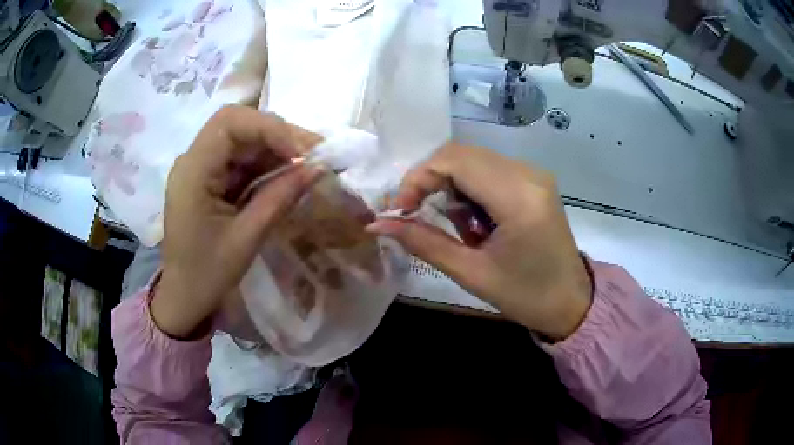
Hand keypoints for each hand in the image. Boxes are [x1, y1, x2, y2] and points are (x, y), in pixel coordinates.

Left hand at [152, 106, 321, 338]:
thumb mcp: (246, 238)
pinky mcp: (208, 178)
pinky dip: (265, 162)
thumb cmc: (208, 274)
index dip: (270, 128)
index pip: (230, 123)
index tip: (302, 154)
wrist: (183, 296)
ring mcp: (200, 167)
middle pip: (237, 124)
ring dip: (275, 147)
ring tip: (307, 164)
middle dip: (276, 133)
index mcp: (192, 172)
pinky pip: (240, 158)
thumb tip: (317, 168)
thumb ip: (280, 198)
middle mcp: (193, 160)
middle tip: (312, 152)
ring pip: (242, 138)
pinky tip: (287, 174)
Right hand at [367, 143, 591, 340]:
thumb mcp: (471, 273)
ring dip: (452, 188)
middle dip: (431, 181)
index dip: (418, 178)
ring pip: (473, 160)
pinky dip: (470, 190)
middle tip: (418, 215)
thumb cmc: (525, 295)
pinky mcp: (533, 180)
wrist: (570, 301)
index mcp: (518, 197)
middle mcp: (528, 174)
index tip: (400, 210)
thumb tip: (378, 224)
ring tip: (460, 229)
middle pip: (462, 154)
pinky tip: (477, 223)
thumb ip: (423, 242)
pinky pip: (489, 170)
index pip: (455, 161)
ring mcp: (533, 174)